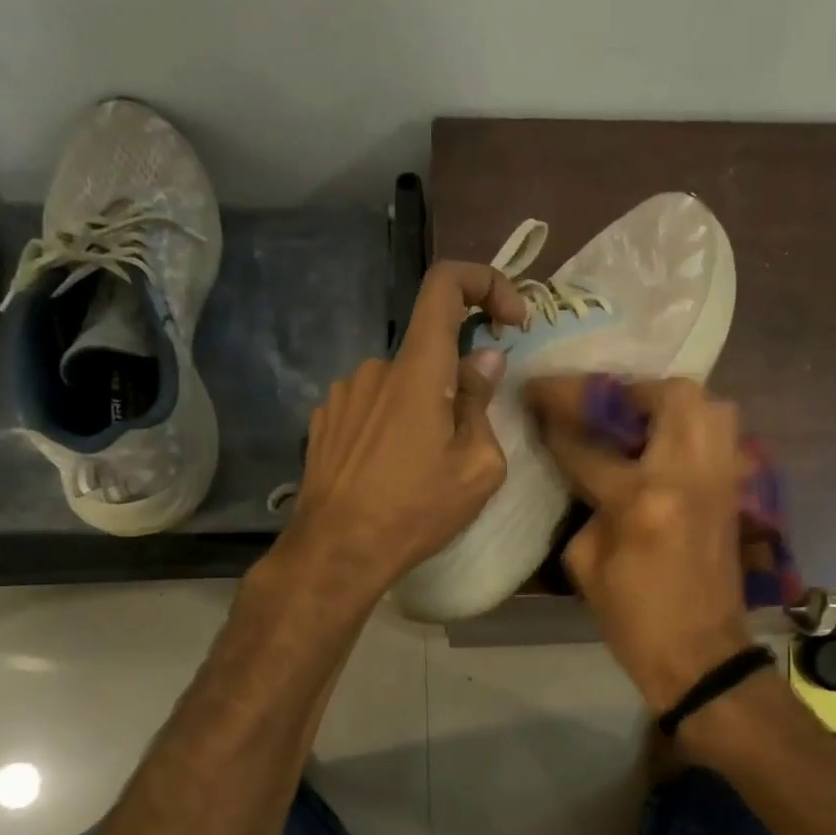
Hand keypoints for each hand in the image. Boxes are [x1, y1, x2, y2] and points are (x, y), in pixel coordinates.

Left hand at [279, 261, 527, 599]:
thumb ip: (481, 403)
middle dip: (455, 385)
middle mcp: (376, 367)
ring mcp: (344, 393)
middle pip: (429, 352)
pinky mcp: (325, 419)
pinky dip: (392, 424)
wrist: (336, 551)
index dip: (485, 283)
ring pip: (401, 384)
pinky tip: (389, 471)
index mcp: (417, 369)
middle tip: (463, 444)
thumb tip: (483, 360)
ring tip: (422, 468)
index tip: (510, 320)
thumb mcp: (476, 467)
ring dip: (421, 409)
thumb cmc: (415, 510)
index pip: (445, 285)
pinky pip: (372, 405)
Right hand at [524, 376, 753, 712]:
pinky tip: (665, 446)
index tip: (536, 399)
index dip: (556, 417)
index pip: (588, 444)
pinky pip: (721, 435)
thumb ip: (583, 504)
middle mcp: (687, 475)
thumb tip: (582, 467)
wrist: (700, 654)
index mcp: (640, 499)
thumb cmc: (633, 618)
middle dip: (628, 391)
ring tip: (639, 419)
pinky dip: (694, 427)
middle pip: (668, 396)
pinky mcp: (736, 490)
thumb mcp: (585, 562)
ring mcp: (720, 479)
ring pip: (710, 405)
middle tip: (602, 405)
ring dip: (669, 401)